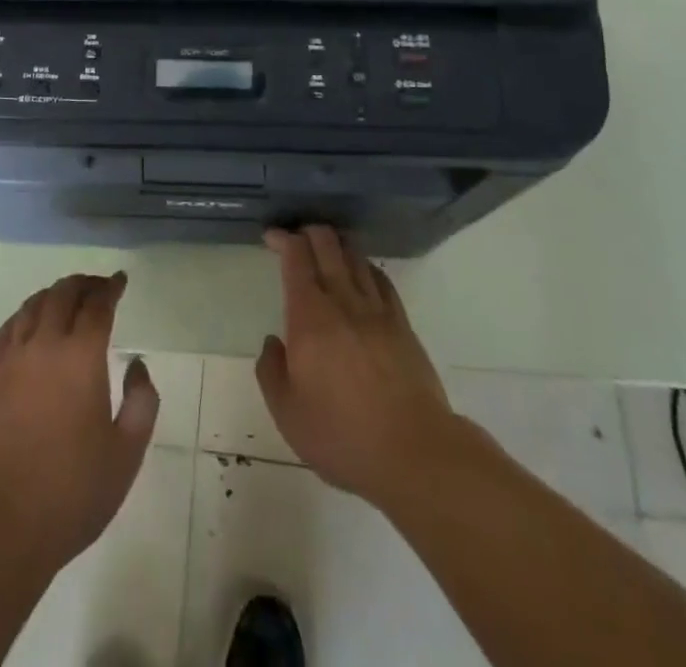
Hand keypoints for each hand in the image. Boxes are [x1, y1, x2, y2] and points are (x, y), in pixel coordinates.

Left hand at [0, 272, 159, 570]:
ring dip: (53, 294)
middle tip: (97, 287)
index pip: (97, 305)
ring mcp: (11, 359)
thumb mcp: (126, 454)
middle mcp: (45, 345)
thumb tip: (137, 364)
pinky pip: (7, 329)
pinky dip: (24, 314)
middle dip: (83, 284)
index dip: (111, 288)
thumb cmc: (72, 491)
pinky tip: (30, 322)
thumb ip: (142, 402)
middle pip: (62, 294)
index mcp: (81, 357)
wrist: (1, 524)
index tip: (120, 280)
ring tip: (66, 298)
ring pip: (32, 306)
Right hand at [255, 227, 466, 510]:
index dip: (283, 239)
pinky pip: (381, 281)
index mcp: (310, 317)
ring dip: (337, 245)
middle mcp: (343, 301)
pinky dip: (366, 268)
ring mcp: (377, 311)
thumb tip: (273, 343)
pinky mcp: (402, 325)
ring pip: (355, 258)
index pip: (296, 258)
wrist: (414, 453)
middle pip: (328, 245)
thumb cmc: (342, 435)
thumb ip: (271, 371)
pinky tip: (361, 274)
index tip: (271, 237)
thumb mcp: (288, 414)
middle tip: (296, 237)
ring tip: (326, 249)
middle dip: (309, 232)